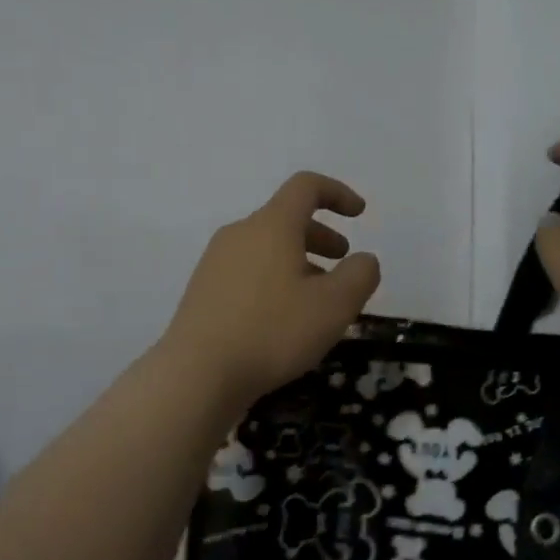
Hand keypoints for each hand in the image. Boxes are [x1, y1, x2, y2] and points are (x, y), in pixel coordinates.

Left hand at [161, 171, 381, 411]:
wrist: (196, 373)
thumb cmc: (272, 331)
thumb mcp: (334, 306)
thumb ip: (360, 275)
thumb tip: (363, 259)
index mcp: (272, 225)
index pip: (306, 186)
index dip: (337, 193)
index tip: (359, 214)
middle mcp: (240, 233)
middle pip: (285, 218)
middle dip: (320, 235)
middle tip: (342, 263)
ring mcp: (216, 261)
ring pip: (266, 247)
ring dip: (298, 261)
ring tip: (316, 299)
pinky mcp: (203, 290)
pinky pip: (248, 270)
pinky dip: (274, 279)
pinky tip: (282, 318)